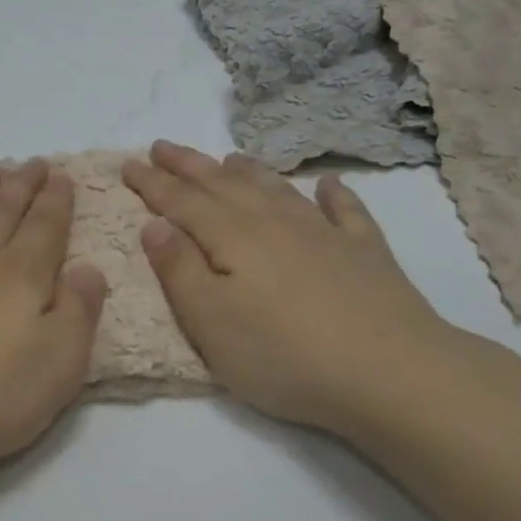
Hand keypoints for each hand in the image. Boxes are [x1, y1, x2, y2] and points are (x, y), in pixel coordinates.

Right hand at [122, 141, 460, 438]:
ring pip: (276, 189)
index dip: (152, 182)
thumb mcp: (209, 321)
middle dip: (189, 165)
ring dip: (248, 171)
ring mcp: (325, 234)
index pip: (181, 202)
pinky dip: (334, 194)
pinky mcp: (366, 254)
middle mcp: (274, 223)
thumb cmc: (282, 354)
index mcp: (232, 238)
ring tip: (227, 157)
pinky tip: (329, 184)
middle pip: (223, 185)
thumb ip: (178, 269)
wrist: (392, 374)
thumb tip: (154, 224)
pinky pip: (346, 211)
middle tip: (163, 146)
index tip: (128, 163)